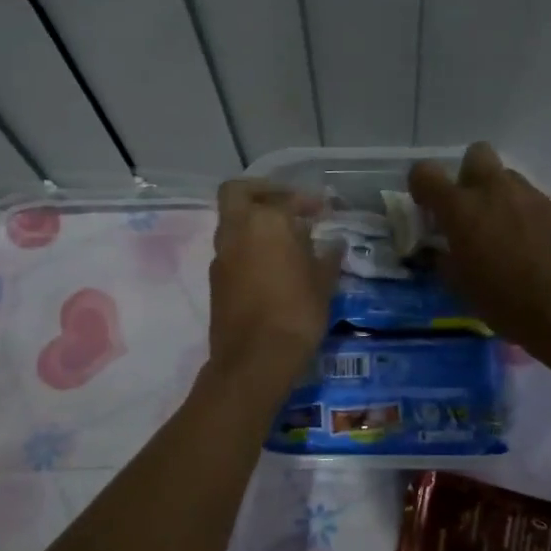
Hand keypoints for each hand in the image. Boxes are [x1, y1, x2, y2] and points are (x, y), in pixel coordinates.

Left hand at [207, 181, 342, 394]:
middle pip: (237, 193)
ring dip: (254, 222)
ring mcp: (221, 255)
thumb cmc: (297, 313)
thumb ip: (327, 256)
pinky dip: (248, 246)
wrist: (255, 359)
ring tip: (284, 239)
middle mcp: (237, 231)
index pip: (285, 199)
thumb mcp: (323, 282)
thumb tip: (334, 243)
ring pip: (232, 222)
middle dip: (261, 192)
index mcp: (265, 222)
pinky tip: (272, 265)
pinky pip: (231, 249)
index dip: (306, 201)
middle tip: (285, 204)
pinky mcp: (215, 280)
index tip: (322, 210)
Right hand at [408, 143, 550, 352]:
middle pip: (475, 154)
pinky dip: (523, 213)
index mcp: (459, 207)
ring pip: (506, 177)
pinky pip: (530, 199)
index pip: (425, 173)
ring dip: (498, 195)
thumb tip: (440, 248)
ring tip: (503, 230)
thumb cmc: (501, 300)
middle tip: (470, 209)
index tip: (428, 208)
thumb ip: (443, 256)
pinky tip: (529, 243)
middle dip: (468, 175)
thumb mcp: (458, 284)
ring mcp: (528, 195)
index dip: (422, 186)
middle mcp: (493, 189)